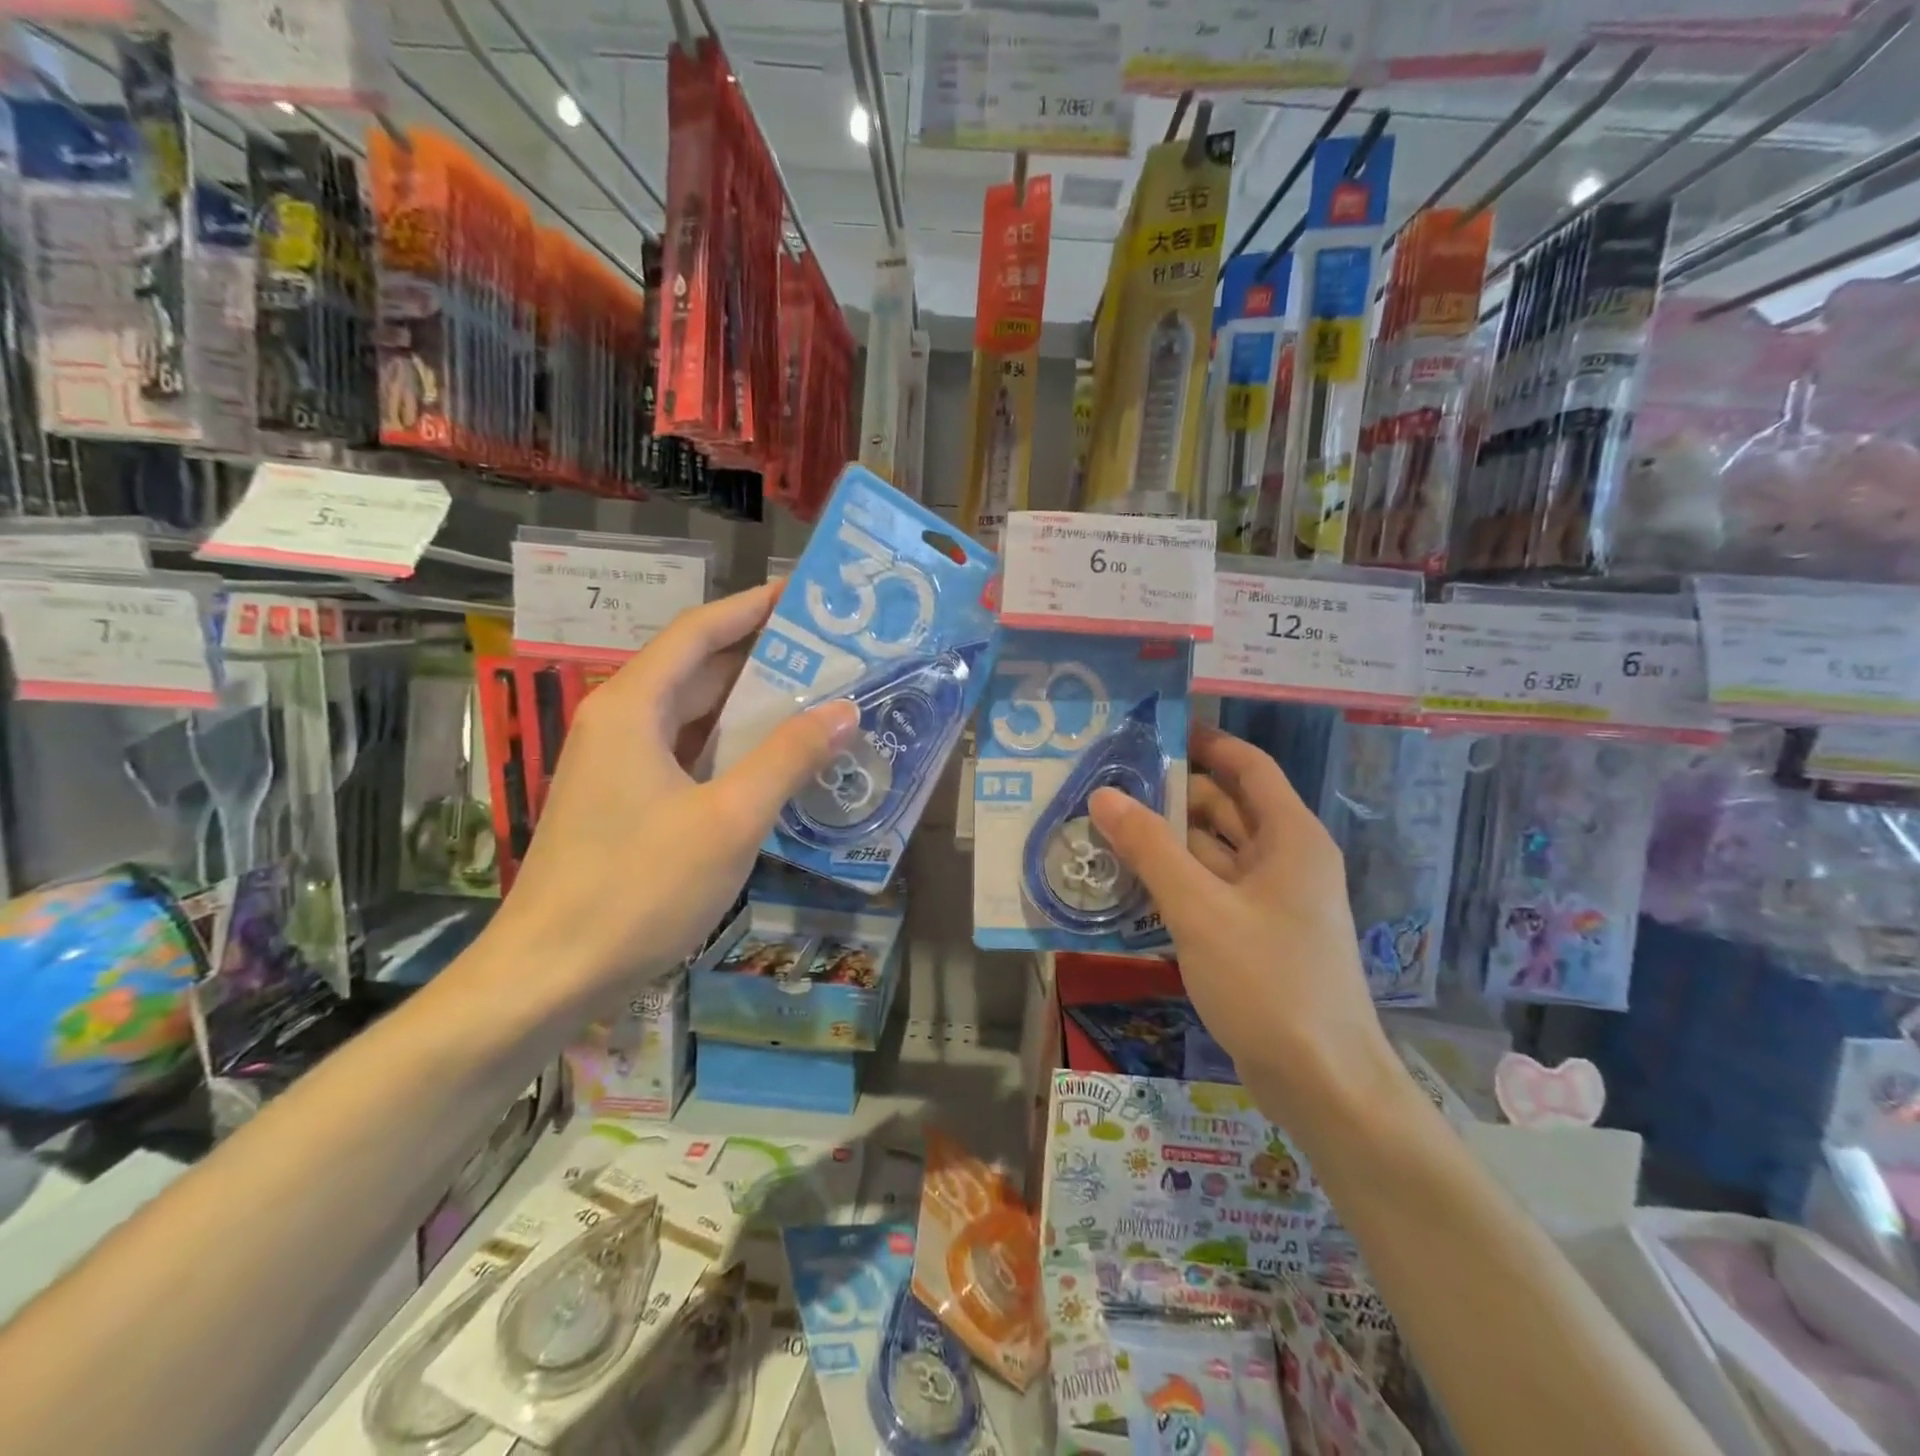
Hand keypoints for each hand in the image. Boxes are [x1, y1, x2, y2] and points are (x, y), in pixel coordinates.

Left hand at [490, 583, 857, 1004]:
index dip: (753, 607)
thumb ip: (789, 758)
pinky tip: (778, 759)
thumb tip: (845, 709)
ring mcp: (620, 764)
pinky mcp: (626, 800)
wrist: (548, 975)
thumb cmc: (639, 889)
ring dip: (752, 706)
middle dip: (763, 655)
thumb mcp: (730, 819)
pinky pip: (689, 754)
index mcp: (633, 707)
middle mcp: (621, 722)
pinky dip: (733, 748)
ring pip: (695, 715)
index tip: (805, 594)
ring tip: (820, 696)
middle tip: (832, 650)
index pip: (699, 632)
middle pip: (698, 669)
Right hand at [1088, 725, 1400, 1127]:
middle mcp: (1285, 859)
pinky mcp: (1255, 936)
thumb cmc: (1268, 982)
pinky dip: (1174, 882)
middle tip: (1106, 787)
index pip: (1247, 767)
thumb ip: (1150, 849)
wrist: (1323, 1084)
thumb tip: (1104, 795)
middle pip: (1224, 808)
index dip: (1205, 743)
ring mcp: (1271, 901)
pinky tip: (1127, 884)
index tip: (1153, 731)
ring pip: (1212, 853)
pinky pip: (1209, 891)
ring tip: (1103, 830)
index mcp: (1290, 837)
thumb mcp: (1200, 910)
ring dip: (1165, 843)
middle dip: (1169, 797)